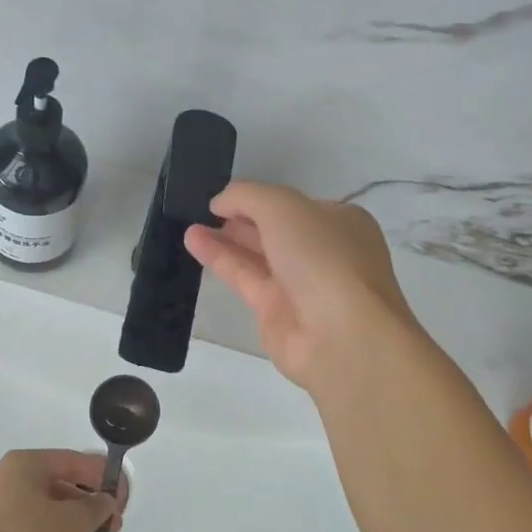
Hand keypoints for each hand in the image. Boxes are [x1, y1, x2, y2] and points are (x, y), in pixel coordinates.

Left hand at [0, 450, 126, 531]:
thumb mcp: (73, 520)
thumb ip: (95, 508)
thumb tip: (104, 502)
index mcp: (24, 466)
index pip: (71, 461)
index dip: (101, 476)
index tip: (123, 496)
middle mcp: (8, 487)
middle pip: (58, 493)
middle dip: (89, 511)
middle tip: (114, 528)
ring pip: (45, 524)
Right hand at [185, 181, 418, 390]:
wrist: (341, 336)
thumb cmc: (323, 258)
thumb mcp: (284, 207)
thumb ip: (247, 196)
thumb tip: (220, 202)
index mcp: (340, 223)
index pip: (295, 205)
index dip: (261, 198)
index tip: (226, 197)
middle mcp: (323, 252)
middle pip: (275, 230)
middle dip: (241, 219)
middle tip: (204, 210)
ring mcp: (300, 284)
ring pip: (257, 255)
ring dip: (225, 237)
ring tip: (190, 224)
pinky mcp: (276, 311)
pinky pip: (244, 277)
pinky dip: (220, 259)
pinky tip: (194, 242)